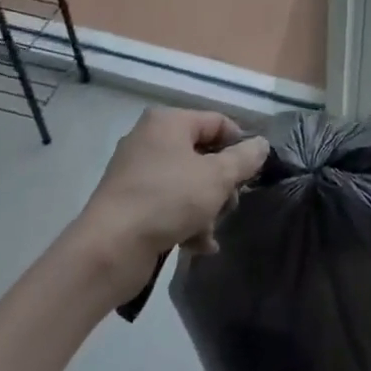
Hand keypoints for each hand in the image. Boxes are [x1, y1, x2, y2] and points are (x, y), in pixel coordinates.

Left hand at [71, 108, 269, 300]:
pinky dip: (185, 220)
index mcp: (168, 122)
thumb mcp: (217, 177)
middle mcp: (150, 139)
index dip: (240, 145)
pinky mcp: (129, 202)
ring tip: (210, 231)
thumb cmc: (168, 200)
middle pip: (202, 154)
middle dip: (222, 183)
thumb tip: (261, 144)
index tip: (253, 173)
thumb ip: (244, 159)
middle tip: (230, 205)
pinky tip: (198, 245)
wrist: (109, 249)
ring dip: (206, 207)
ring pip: (188, 182)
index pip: (217, 122)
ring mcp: (136, 172)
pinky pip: (168, 203)